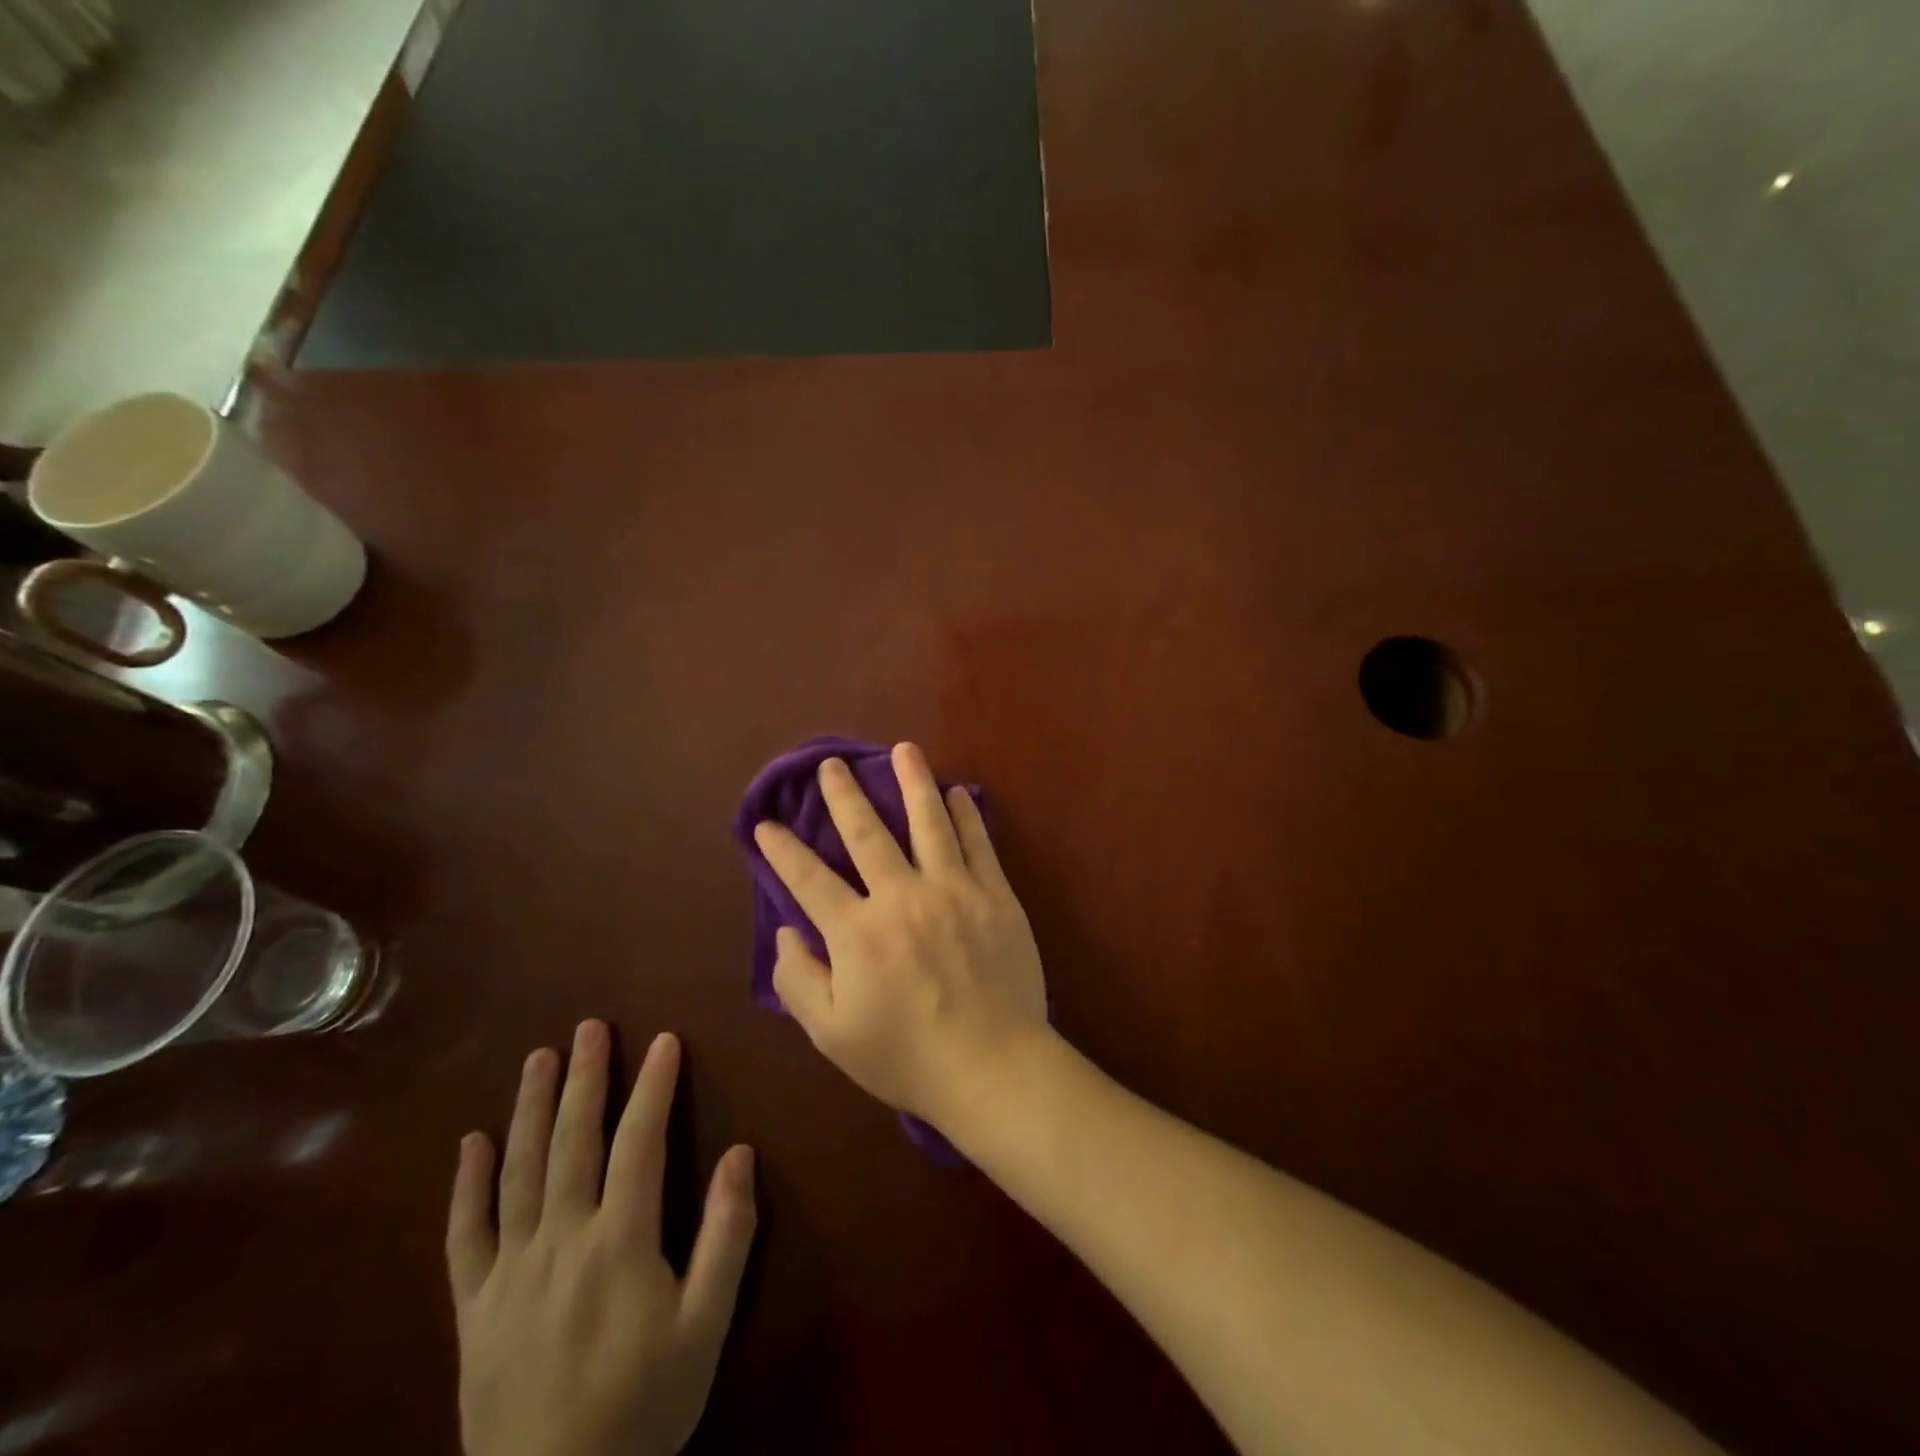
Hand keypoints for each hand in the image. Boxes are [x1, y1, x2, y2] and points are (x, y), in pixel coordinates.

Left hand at [448, 1022, 755, 1455]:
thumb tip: (740, 1154)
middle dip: (585, 1078)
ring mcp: (509, 1272)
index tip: (664, 1041)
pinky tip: (471, 1143)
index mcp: (619, 1241)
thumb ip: (726, 1237)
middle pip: (573, 1141)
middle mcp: (560, 1240)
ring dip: (530, 1109)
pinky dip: (467, 1186)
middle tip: (589, 1027)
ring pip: (519, 1172)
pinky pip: (465, 1236)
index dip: (653, 1087)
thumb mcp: (706, 1328)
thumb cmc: (642, 1411)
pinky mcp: (474, 1308)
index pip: (639, 1142)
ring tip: (539, 1058)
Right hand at [752, 742, 1050, 1130]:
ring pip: (929, 821)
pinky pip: (978, 842)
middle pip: (867, 832)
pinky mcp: (995, 894)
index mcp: (857, 933)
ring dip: (913, 781)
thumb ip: (799, 980)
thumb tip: (785, 931)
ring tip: (903, 749)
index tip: (765, 824)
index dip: (782, 849)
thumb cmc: (907, 1057)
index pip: (808, 879)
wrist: (993, 1066)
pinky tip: (957, 793)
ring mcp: (953, 890)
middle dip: (843, 795)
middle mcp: (902, 897)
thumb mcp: (833, 1034)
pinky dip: (966, 814)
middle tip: (831, 765)